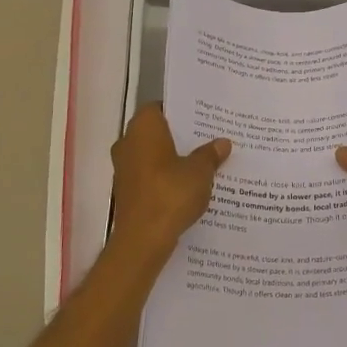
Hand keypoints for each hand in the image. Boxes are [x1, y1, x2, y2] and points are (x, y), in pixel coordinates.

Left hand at [108, 105, 230, 260]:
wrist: (143, 239)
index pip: (159, 107)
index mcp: (143, 128)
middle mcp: (127, 142)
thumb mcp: (200, 172)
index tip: (202, 118)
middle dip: (180, 136)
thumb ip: (210, 155)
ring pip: (153, 155)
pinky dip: (166, 178)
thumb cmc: (170, 194)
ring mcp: (124, 168)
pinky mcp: (127, 191)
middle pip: (156, 132)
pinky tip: (189, 187)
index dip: (180, 111)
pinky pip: (149, 176)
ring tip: (203, 163)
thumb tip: (222, 143)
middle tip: (208, 139)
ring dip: (173, 159)